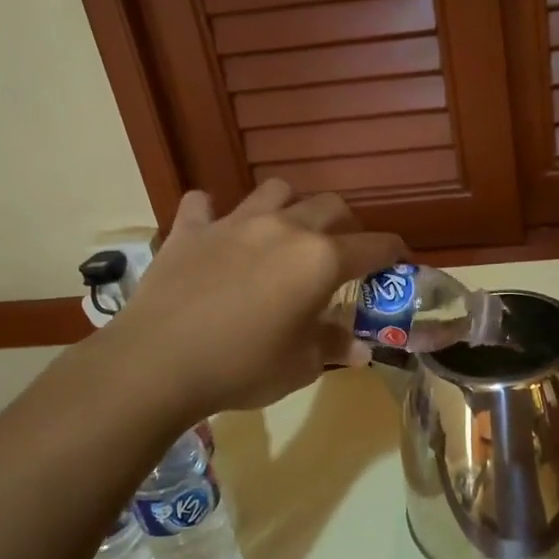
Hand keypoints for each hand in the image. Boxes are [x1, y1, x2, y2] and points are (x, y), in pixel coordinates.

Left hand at [106, 180, 407, 424]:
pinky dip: (214, 212)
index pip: (373, 246)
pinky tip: (215, 231)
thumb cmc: (242, 367)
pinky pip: (204, 204)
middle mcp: (284, 228)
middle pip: (331, 205)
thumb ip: (333, 346)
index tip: (400, 260)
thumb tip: (359, 348)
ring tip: (286, 231)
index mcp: (319, 260)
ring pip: (275, 190)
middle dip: (347, 224)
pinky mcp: (190, 229)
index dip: (394, 252)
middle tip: (343, 251)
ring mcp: (234, 222)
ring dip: (290, 206)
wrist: (158, 363)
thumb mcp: (300, 366)